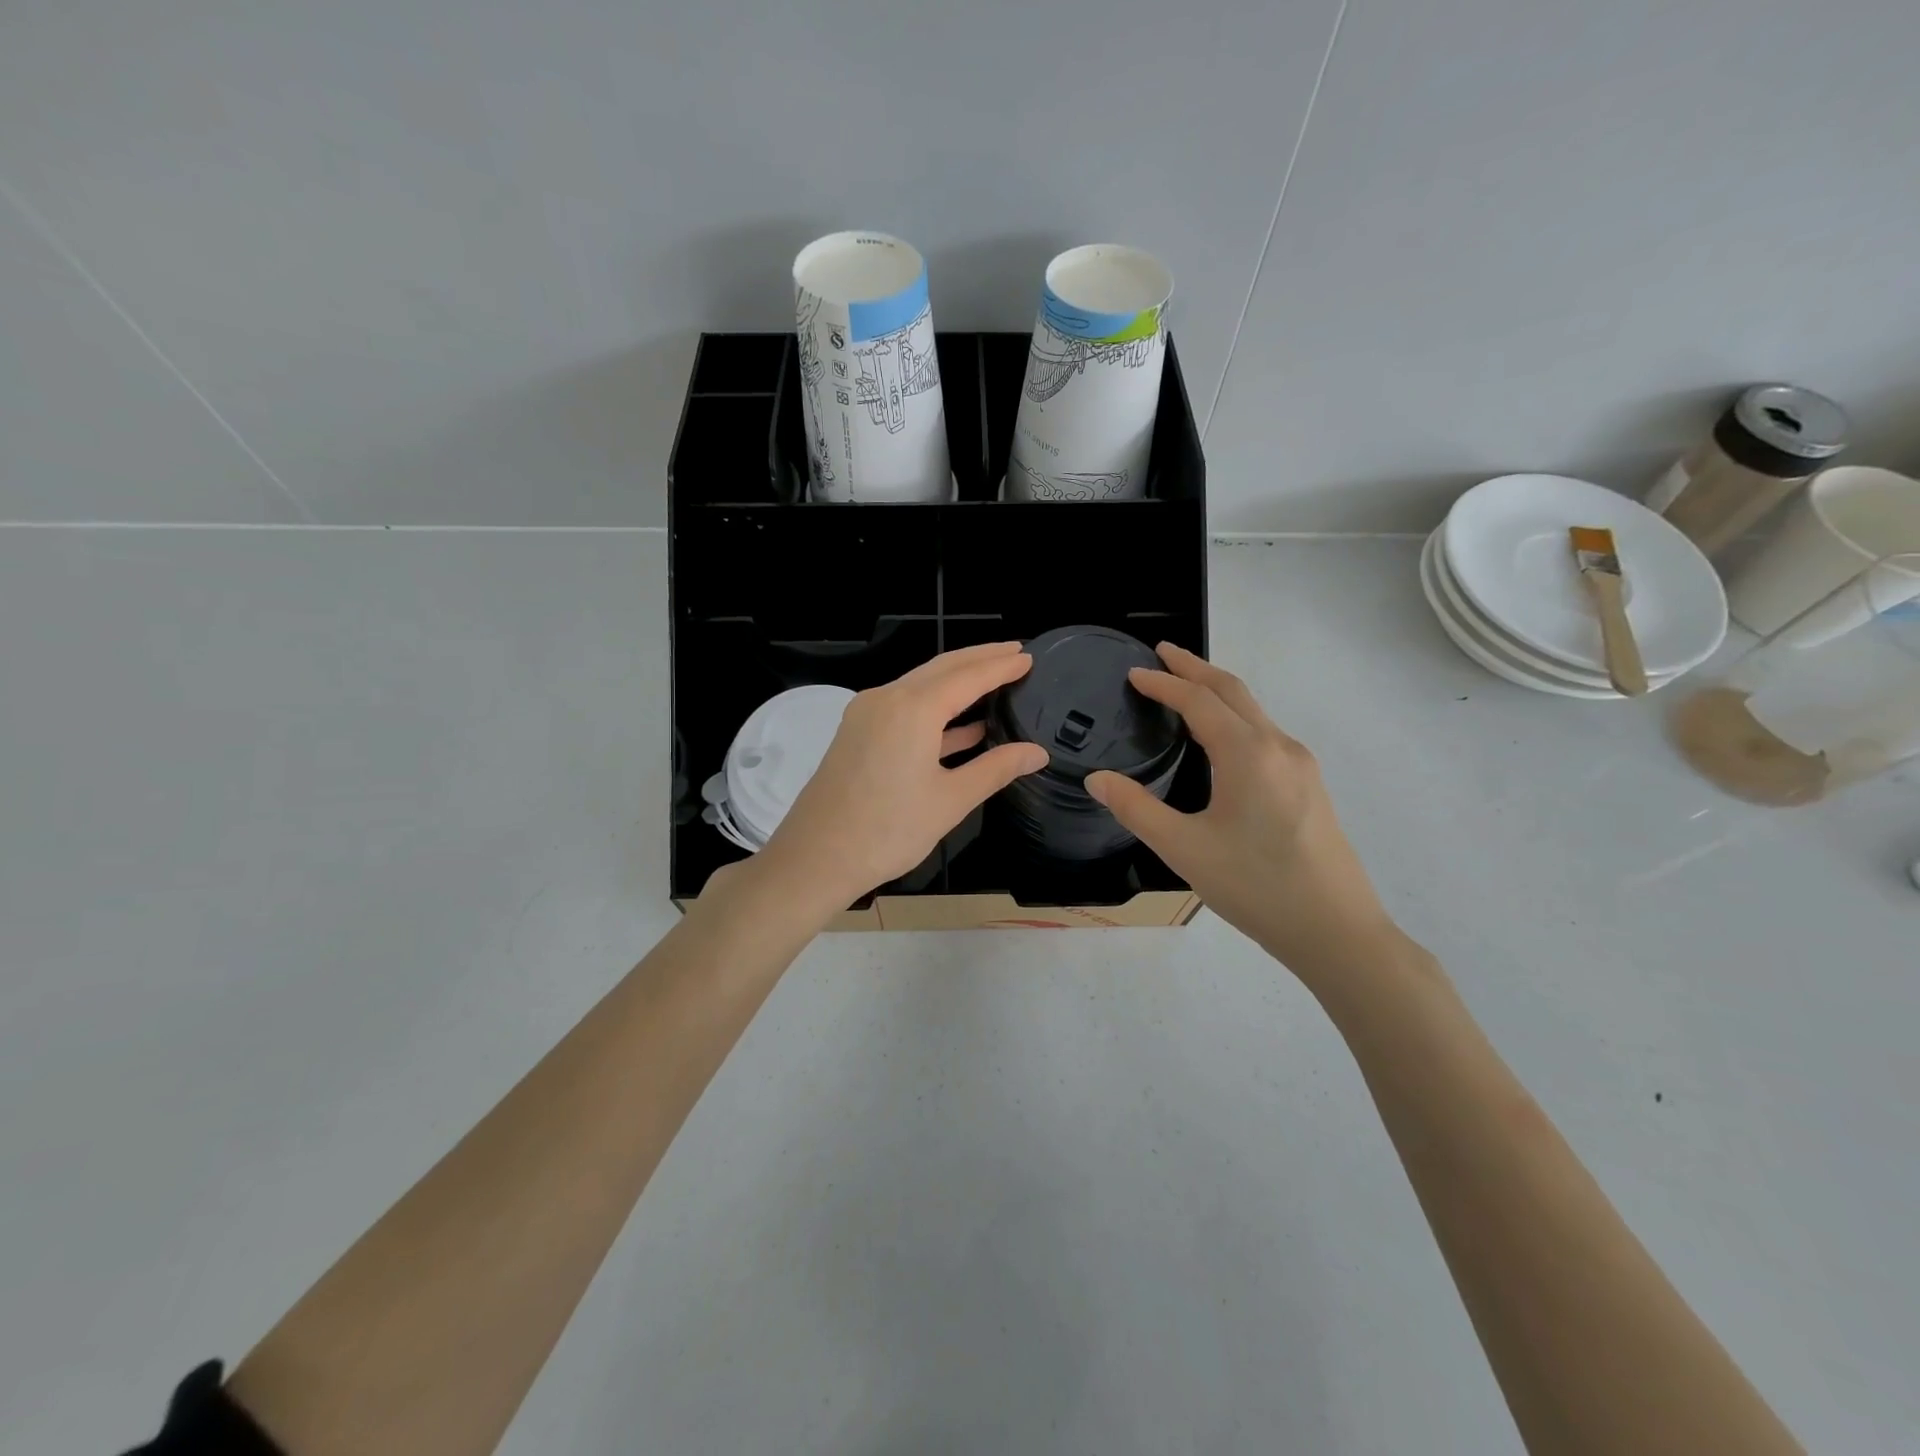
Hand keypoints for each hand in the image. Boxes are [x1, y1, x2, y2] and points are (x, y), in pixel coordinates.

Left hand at [760, 643, 1049, 911]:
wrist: (815, 858)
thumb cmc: (888, 830)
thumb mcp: (950, 800)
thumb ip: (996, 769)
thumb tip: (1037, 753)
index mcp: (913, 709)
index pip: (968, 676)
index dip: (1001, 666)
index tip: (1029, 656)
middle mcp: (887, 699)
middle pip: (942, 668)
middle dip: (979, 659)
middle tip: (1014, 652)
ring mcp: (867, 714)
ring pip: (920, 686)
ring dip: (957, 682)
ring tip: (995, 679)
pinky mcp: (857, 733)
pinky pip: (904, 708)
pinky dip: (936, 711)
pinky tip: (964, 726)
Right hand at [1086, 643, 1393, 976]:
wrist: (1337, 931)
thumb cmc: (1256, 887)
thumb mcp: (1184, 849)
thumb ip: (1136, 809)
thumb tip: (1097, 779)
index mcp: (1247, 753)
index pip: (1198, 700)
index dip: (1163, 683)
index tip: (1133, 672)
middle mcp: (1278, 746)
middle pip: (1233, 690)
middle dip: (1195, 667)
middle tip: (1161, 653)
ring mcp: (1300, 765)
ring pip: (1253, 710)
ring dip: (1217, 691)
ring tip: (1185, 687)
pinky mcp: (1309, 785)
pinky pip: (1264, 732)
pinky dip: (1234, 716)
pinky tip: (1221, 738)